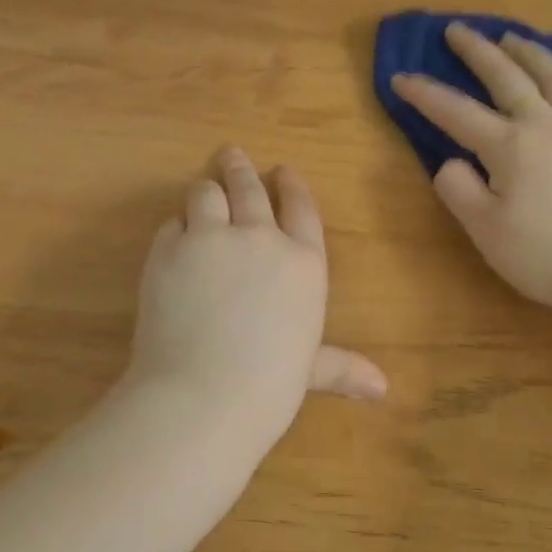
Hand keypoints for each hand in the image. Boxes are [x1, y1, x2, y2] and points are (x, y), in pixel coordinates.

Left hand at [124, 147, 384, 439]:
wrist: (203, 397)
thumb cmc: (269, 387)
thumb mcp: (310, 370)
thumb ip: (342, 367)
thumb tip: (383, 388)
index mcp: (303, 262)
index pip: (300, 207)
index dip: (292, 184)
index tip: (284, 169)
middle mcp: (260, 238)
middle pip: (249, 187)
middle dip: (241, 168)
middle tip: (232, 154)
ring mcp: (211, 238)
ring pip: (206, 193)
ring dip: (205, 190)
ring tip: (203, 189)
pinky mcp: (168, 250)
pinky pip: (172, 224)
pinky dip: (176, 227)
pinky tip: (176, 237)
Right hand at [391, 22, 551, 317]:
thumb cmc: (544, 257)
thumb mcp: (485, 231)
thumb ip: (459, 190)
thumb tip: (451, 161)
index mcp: (509, 146)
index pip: (456, 112)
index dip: (425, 94)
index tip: (400, 78)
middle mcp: (546, 126)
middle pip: (508, 77)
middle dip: (478, 51)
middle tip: (458, 30)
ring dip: (531, 53)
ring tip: (512, 37)